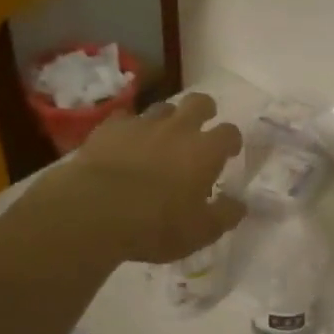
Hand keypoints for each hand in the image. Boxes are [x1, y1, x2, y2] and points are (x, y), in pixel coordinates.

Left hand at [25, 92, 245, 264]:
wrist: (94, 211)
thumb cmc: (156, 224)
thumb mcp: (201, 232)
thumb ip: (225, 215)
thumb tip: (240, 204)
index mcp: (206, 151)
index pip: (230, 132)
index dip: (232, 140)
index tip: (229, 152)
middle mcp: (178, 128)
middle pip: (199, 102)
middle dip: (204, 110)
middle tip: (200, 127)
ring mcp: (142, 124)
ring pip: (162, 107)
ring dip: (166, 118)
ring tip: (161, 136)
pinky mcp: (109, 128)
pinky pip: (124, 119)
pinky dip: (129, 128)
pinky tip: (124, 142)